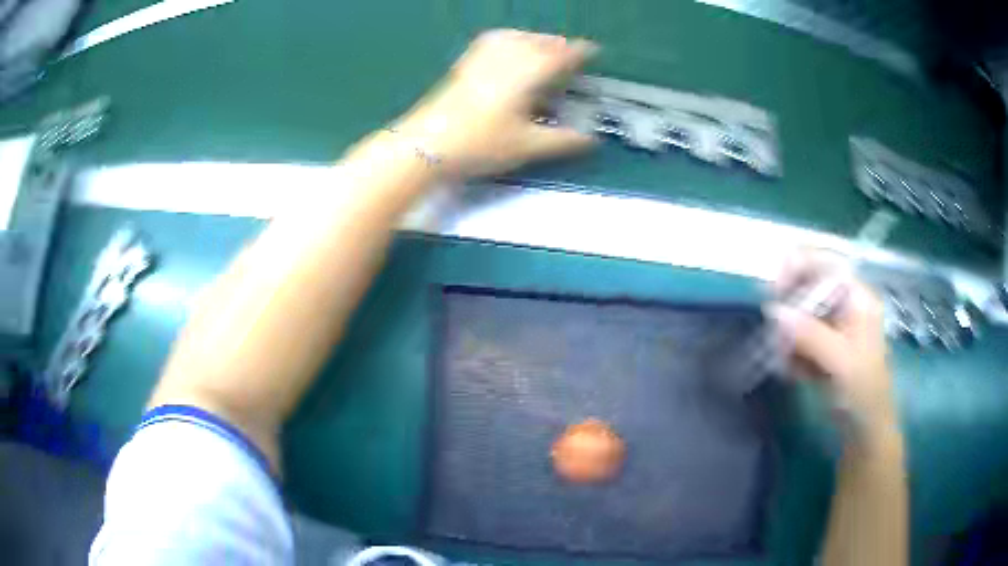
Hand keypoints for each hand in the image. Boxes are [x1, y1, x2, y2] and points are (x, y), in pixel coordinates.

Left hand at [393, 29, 597, 177]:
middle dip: (558, 44)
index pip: (560, 55)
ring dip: (535, 39)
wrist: (427, 144)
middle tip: (571, 53)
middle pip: (538, 42)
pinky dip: (510, 39)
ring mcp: (482, 58)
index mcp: (527, 74)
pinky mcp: (464, 65)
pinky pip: (493, 41)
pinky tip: (508, 48)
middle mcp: (507, 58)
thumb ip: (562, 141)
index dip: (578, 51)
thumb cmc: (481, 144)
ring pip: (516, 37)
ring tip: (544, 48)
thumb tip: (590, 139)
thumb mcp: (527, 146)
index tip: (593, 50)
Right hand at [768, 250, 896, 431]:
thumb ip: (810, 334)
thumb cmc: (863, 391)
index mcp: (858, 298)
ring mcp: (833, 327)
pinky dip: (791, 352)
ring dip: (787, 335)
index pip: (827, 264)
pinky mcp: (823, 347)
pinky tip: (791, 372)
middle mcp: (845, 305)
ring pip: (801, 315)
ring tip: (784, 360)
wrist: (865, 430)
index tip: (775, 287)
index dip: (801, 266)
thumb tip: (774, 310)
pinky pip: (799, 338)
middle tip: (774, 331)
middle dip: (790, 308)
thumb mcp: (840, 362)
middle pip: (810, 288)